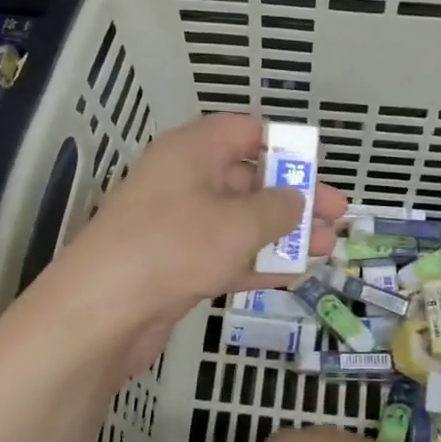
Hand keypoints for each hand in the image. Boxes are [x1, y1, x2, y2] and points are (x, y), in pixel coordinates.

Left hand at [57, 114, 345, 371]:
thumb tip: (297, 199)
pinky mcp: (176, 265)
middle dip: (294, 197)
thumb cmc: (176, 246)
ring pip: (240, 221)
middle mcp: (184, 181)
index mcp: (193, 151)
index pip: (244, 132)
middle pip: (248, 179)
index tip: (317, 168)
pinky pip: (225, 255)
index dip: (284, 145)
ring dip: (282, 234)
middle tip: (336, 216)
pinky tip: (294, 273)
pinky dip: (257, 261)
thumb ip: (278, 208)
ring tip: (326, 247)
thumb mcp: (239, 223)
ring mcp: (178, 226)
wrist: (104, 309)